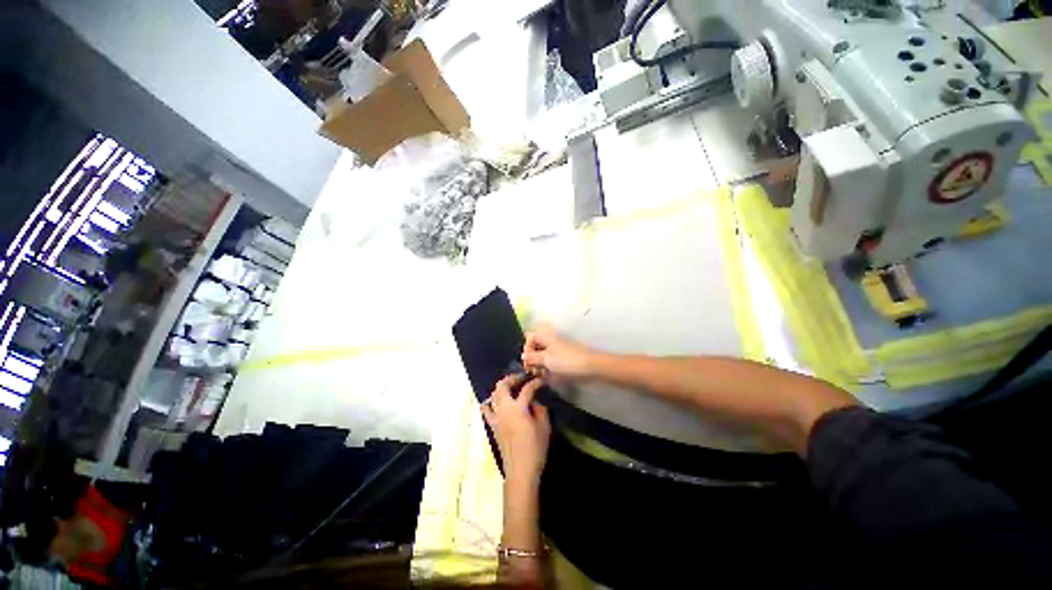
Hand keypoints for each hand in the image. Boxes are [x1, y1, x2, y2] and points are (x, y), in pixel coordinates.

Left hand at [481, 374, 550, 486]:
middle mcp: (504, 409)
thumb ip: (539, 409)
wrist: (520, 470)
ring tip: (511, 387)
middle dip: (512, 378)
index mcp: (518, 408)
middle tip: (522, 378)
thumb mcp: (544, 426)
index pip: (526, 389)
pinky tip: (497, 403)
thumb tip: (534, 401)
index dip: (535, 382)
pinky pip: (487, 409)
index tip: (541, 380)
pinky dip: (490, 402)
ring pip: (493, 395)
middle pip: (502, 386)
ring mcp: (496, 417)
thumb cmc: (535, 448)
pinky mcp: (492, 425)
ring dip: (502, 388)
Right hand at [522, 323, 593, 379]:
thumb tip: (522, 357)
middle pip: (536, 347)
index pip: (530, 337)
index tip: (527, 361)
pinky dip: (547, 368)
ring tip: (540, 375)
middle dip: (532, 359)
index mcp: (546, 337)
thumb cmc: (566, 361)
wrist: (590, 367)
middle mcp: (550, 341)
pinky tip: (548, 377)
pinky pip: (551, 362)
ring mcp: (557, 350)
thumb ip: (532, 358)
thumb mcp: (546, 360)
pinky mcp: (563, 359)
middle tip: (533, 370)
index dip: (526, 348)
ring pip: (542, 356)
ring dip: (539, 365)